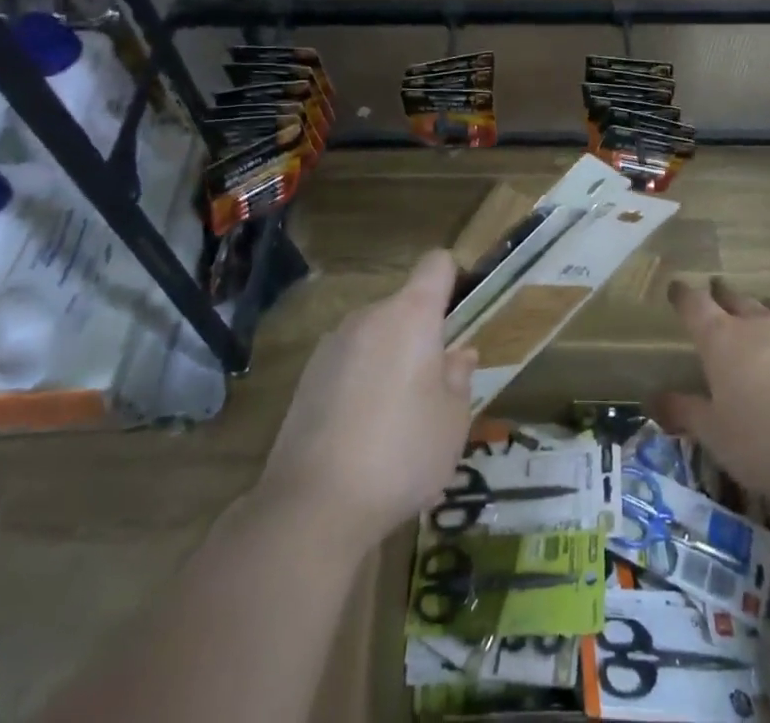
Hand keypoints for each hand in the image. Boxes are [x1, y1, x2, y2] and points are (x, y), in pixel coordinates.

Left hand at [256, 249, 476, 546]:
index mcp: (412, 315)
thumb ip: (460, 379)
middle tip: (434, 386)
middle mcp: (370, 315)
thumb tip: (460, 355)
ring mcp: (333, 343)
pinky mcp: (307, 375)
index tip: (462, 312)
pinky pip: (349, 361)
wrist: (312, 506)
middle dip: (422, 334)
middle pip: (405, 305)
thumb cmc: (401, 454)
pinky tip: (361, 432)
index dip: (454, 278)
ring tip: (395, 417)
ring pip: (376, 335)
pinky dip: (361, 380)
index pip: (437, 264)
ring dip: (390, 358)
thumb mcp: (452, 422)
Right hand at [652, 276, 769, 501]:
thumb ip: (687, 414)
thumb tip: (654, 397)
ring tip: (758, 310)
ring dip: (760, 309)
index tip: (676, 287)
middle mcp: (759, 325)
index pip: (695, 306)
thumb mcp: (718, 437)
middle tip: (715, 289)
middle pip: (735, 299)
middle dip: (722, 294)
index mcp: (723, 341)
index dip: (683, 295)